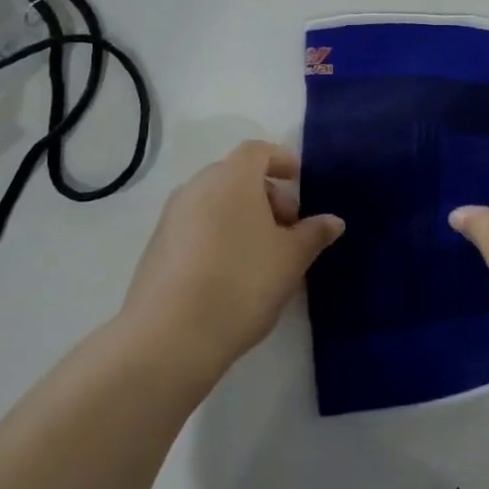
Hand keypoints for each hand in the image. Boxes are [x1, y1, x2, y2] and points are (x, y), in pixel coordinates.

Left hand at [117, 141, 343, 391]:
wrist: (170, 337)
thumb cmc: (243, 282)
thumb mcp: (291, 259)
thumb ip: (313, 234)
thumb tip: (332, 221)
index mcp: (232, 179)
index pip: (257, 151)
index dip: (281, 160)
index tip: (298, 181)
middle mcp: (197, 188)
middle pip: (235, 176)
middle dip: (265, 194)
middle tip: (287, 228)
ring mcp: (171, 218)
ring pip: (214, 203)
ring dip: (241, 217)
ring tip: (263, 255)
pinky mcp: (156, 249)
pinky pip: (195, 227)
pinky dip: (218, 236)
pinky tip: (232, 274)